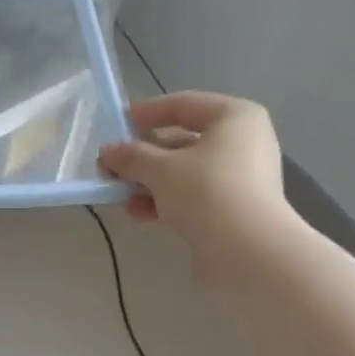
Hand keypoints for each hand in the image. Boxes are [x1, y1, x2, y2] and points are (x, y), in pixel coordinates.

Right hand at [98, 93, 294, 265]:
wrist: (246, 251)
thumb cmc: (206, 192)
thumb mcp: (160, 169)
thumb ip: (131, 157)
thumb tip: (107, 152)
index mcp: (233, 117)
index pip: (183, 104)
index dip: (146, 113)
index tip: (116, 125)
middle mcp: (242, 142)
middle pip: (182, 142)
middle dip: (143, 157)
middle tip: (111, 169)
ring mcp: (240, 178)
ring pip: (184, 173)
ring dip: (149, 183)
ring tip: (120, 196)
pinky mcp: (232, 209)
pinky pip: (192, 197)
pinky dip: (166, 202)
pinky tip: (140, 214)